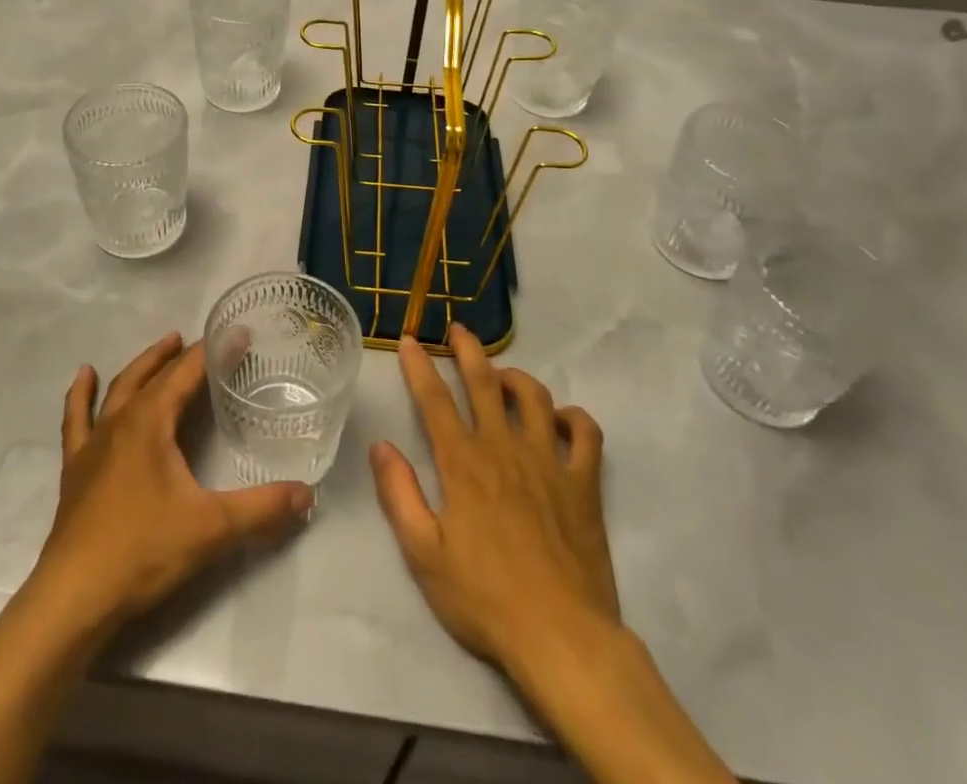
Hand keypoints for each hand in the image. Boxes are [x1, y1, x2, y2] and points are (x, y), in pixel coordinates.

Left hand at [23, 332, 314, 646]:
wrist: (73, 598)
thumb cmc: (142, 551)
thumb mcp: (211, 528)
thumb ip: (261, 509)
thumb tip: (307, 495)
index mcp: (151, 422)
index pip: (188, 373)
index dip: (213, 352)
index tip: (238, 334)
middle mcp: (121, 421)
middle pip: (153, 374)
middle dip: (179, 354)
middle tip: (201, 340)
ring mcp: (93, 443)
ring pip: (119, 389)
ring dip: (143, 365)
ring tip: (162, 346)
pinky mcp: (76, 468)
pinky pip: (76, 420)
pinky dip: (81, 395)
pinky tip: (84, 376)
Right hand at [370, 324, 618, 674]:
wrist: (561, 637)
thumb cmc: (485, 598)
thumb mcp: (423, 554)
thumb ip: (399, 494)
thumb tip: (380, 445)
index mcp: (463, 464)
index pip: (435, 400)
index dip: (419, 366)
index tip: (408, 340)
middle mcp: (504, 448)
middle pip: (485, 382)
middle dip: (468, 350)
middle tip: (458, 329)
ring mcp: (549, 461)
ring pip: (535, 396)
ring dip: (516, 377)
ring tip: (503, 375)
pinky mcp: (584, 483)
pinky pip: (586, 433)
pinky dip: (574, 417)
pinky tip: (562, 419)